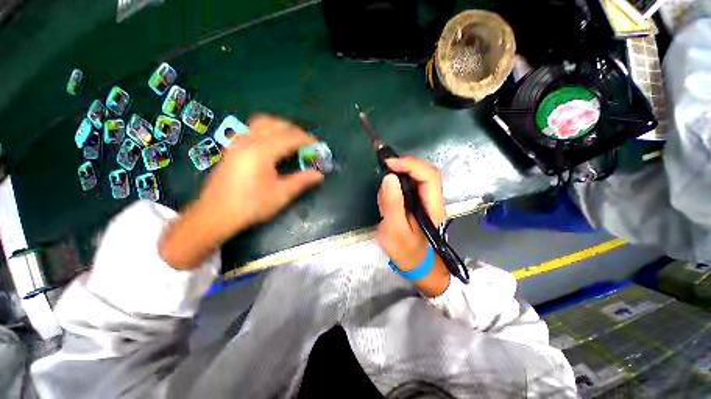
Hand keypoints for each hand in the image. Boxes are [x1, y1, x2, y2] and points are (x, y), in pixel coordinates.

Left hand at [197, 115, 323, 236]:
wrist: (215, 215)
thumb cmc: (250, 206)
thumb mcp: (280, 195)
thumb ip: (301, 181)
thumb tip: (319, 175)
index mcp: (261, 152)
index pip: (289, 138)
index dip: (306, 140)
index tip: (318, 146)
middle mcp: (248, 141)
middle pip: (276, 125)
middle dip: (295, 131)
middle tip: (307, 143)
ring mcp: (237, 142)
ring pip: (262, 122)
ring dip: (281, 127)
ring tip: (292, 140)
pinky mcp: (232, 147)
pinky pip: (253, 129)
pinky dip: (268, 130)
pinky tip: (273, 144)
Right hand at [376, 157, 449, 295]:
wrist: (419, 266)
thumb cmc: (407, 253)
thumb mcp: (394, 231)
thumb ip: (392, 205)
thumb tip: (389, 177)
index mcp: (432, 206)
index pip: (429, 175)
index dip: (410, 164)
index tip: (388, 163)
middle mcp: (433, 199)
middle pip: (425, 172)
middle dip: (404, 164)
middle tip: (383, 164)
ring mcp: (426, 201)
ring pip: (418, 177)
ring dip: (401, 170)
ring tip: (384, 170)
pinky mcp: (418, 203)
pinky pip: (411, 185)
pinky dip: (399, 180)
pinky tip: (388, 184)